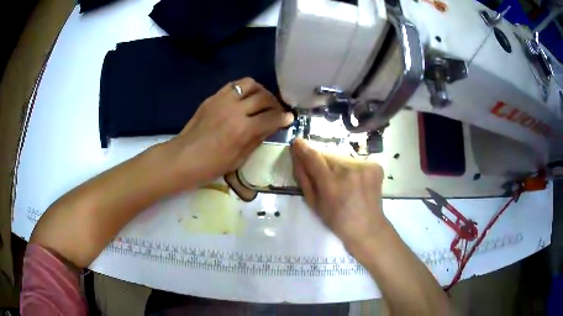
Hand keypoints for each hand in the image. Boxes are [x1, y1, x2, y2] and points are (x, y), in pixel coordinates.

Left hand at [167, 77, 293, 187]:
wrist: (184, 157)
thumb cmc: (212, 165)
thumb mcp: (239, 158)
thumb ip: (257, 139)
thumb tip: (271, 127)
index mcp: (243, 129)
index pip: (271, 117)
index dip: (284, 118)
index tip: (289, 118)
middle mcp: (235, 109)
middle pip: (263, 97)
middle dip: (275, 103)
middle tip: (276, 111)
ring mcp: (222, 100)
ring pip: (249, 84)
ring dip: (260, 91)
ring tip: (261, 100)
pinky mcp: (213, 97)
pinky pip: (233, 85)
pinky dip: (244, 89)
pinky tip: (244, 99)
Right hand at [290, 139, 387, 248]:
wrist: (367, 227)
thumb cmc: (336, 220)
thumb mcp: (314, 203)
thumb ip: (304, 178)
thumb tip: (296, 156)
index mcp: (331, 183)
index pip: (314, 157)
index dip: (303, 148)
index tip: (296, 142)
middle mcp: (349, 171)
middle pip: (328, 155)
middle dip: (322, 161)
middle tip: (323, 175)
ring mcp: (365, 167)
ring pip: (342, 157)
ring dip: (337, 164)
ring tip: (342, 181)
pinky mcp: (375, 166)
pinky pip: (356, 161)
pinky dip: (352, 168)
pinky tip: (355, 182)